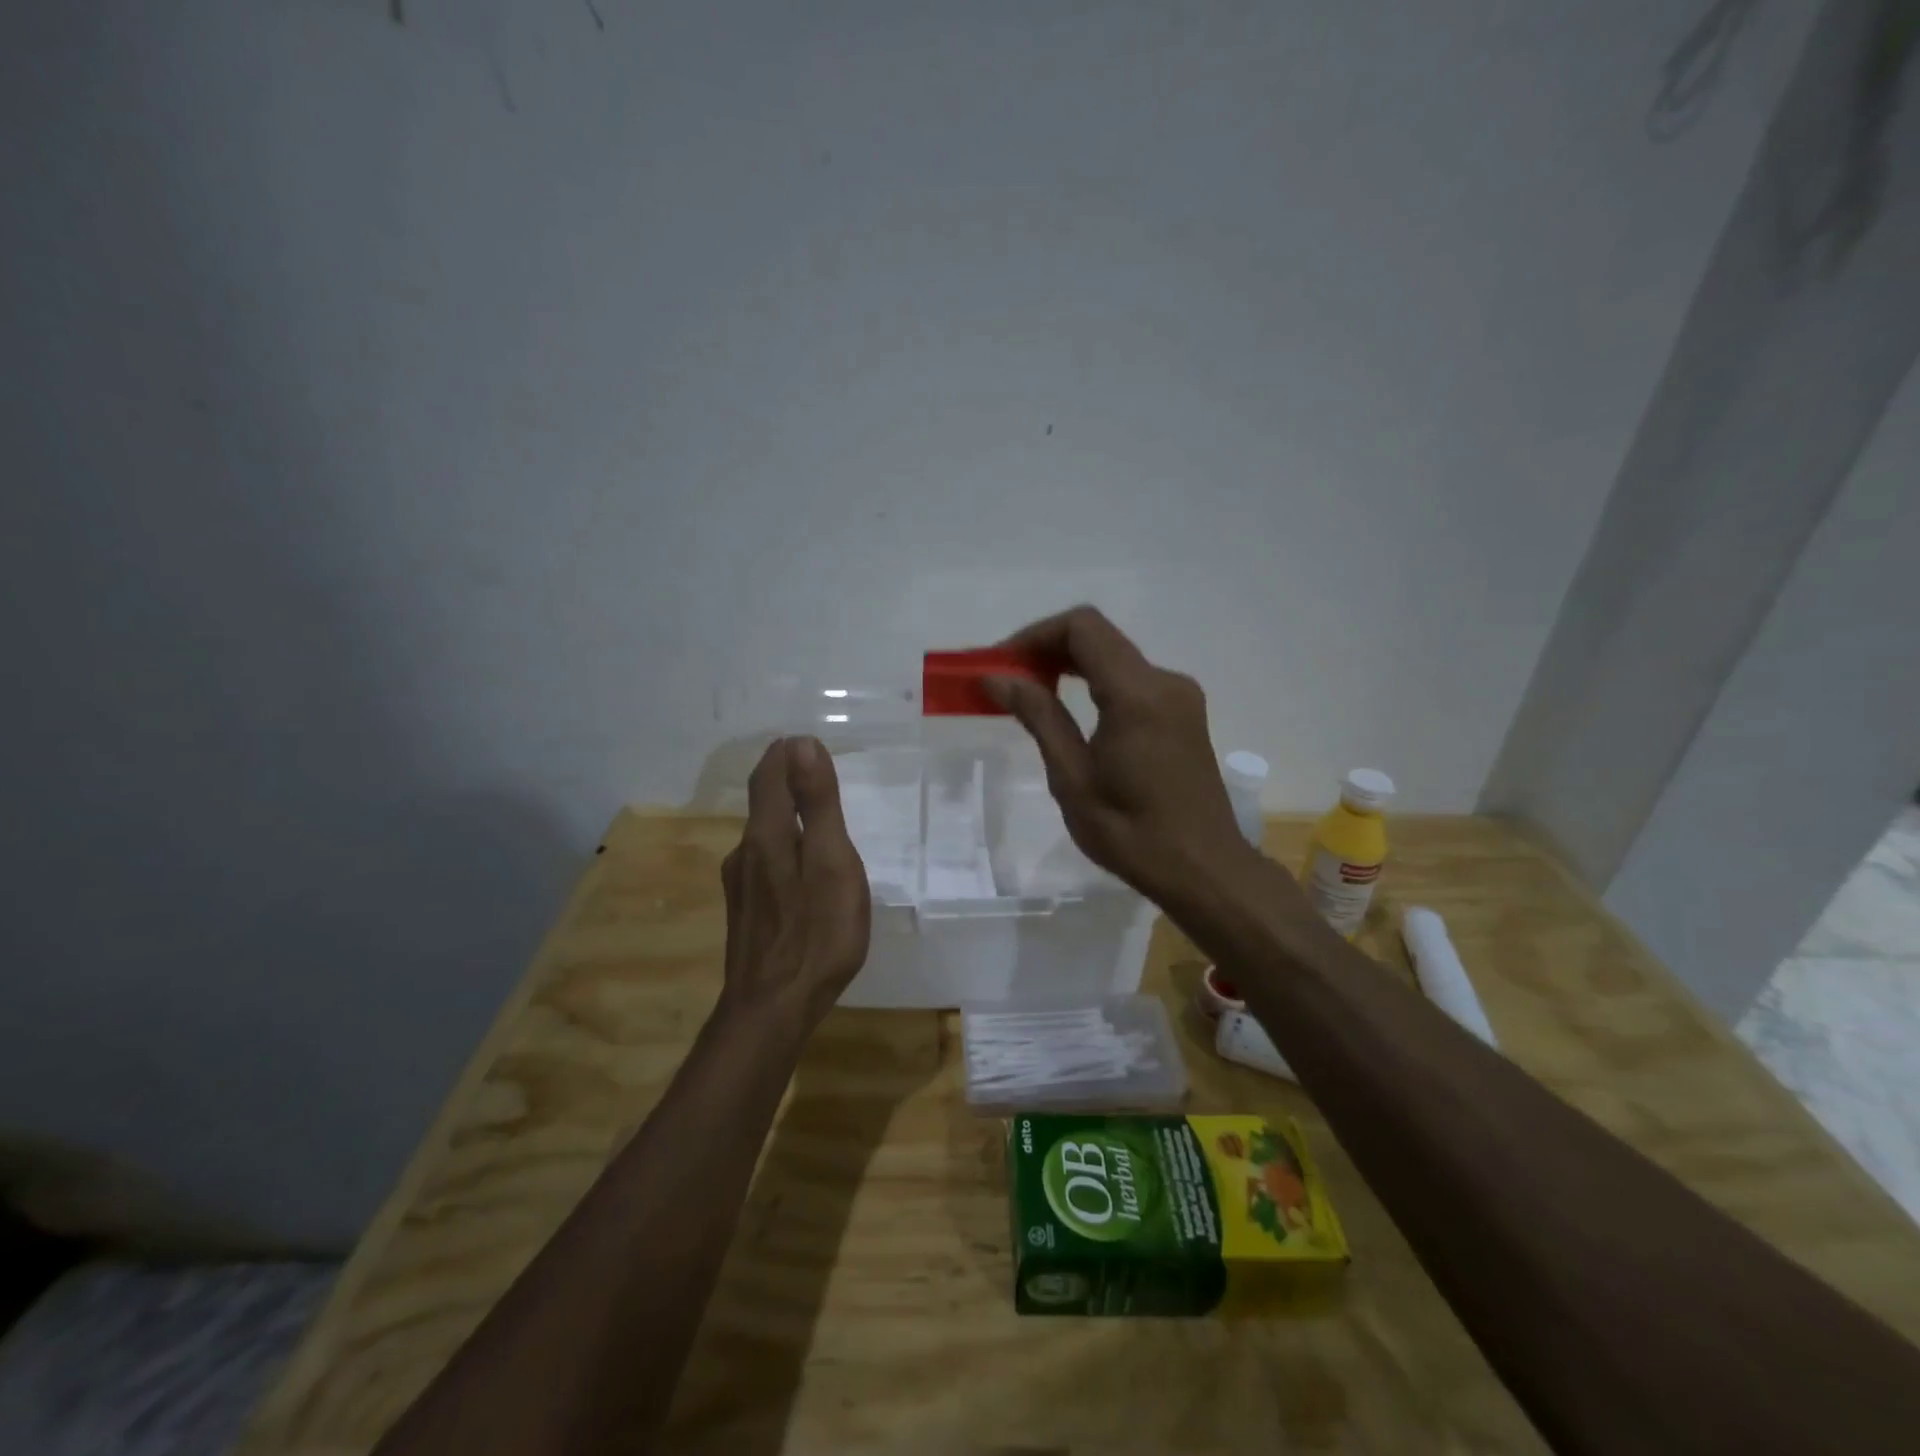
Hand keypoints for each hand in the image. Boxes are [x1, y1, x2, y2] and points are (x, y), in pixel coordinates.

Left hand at [719, 736, 871, 1030]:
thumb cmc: (815, 934)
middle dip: (787, 780)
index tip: (807, 742)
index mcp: (768, 835)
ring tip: (817, 816)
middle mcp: (746, 853)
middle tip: (816, 770)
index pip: (769, 775)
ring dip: (787, 814)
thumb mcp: (831, 862)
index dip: (786, 754)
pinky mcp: (747, 911)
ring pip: (765, 834)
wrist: (771, 1010)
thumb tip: (804, 744)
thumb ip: (818, 804)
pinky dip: (786, 846)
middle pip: (764, 802)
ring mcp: (742, 885)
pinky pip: (766, 862)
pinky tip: (803, 868)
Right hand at [987, 606, 1253, 903]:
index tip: (1002, 663)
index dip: (1036, 634)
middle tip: (1008, 679)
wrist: (1202, 869)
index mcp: (1137, 694)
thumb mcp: (1072, 777)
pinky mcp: (1184, 714)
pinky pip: (1133, 681)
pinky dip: (1096, 683)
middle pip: (1099, 638)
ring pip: (1116, 658)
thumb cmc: (1131, 831)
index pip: (1082, 628)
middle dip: (1049, 649)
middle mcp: (1164, 682)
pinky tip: (1071, 712)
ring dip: (1071, 666)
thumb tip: (998, 677)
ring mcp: (1179, 696)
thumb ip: (1039, 717)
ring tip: (1031, 695)